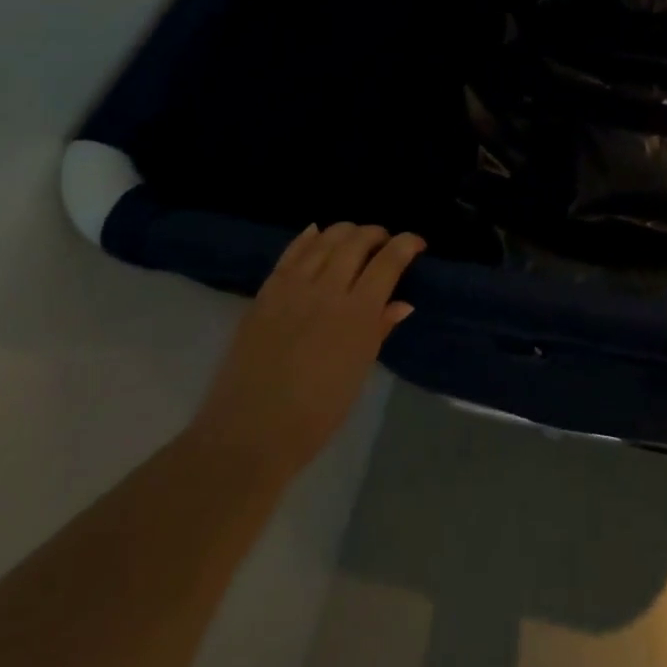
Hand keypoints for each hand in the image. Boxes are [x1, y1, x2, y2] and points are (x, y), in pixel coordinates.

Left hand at [188, 223, 422, 484]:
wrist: (249, 434)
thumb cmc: (316, 413)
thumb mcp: (358, 371)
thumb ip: (379, 330)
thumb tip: (402, 303)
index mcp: (357, 313)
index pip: (389, 260)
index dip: (407, 244)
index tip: (417, 244)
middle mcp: (327, 290)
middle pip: (357, 241)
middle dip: (377, 234)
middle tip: (386, 243)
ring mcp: (292, 288)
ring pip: (325, 239)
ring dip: (346, 232)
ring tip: (356, 238)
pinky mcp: (265, 293)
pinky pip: (291, 253)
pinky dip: (308, 238)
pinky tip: (317, 232)